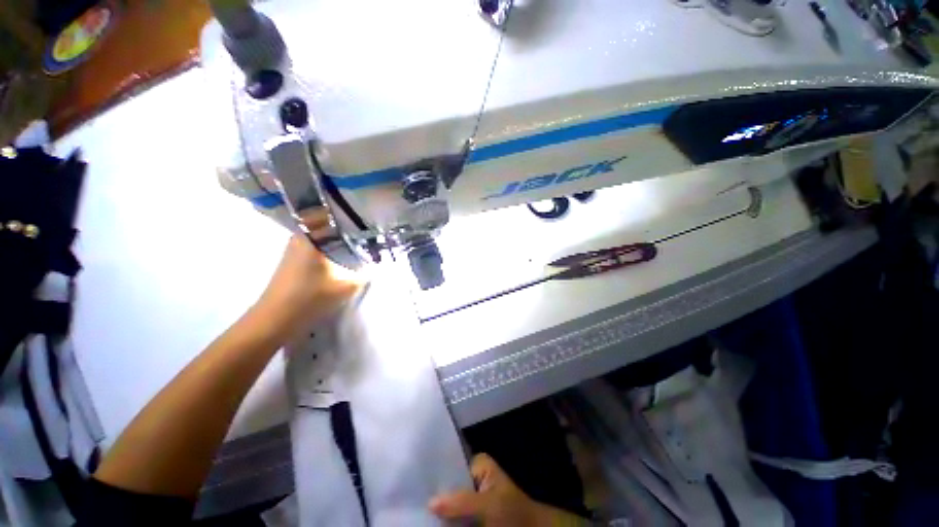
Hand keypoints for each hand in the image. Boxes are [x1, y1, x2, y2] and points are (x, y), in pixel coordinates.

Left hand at [255, 209, 362, 334]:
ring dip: (340, 241)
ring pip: (324, 238)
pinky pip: (318, 247)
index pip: (335, 216)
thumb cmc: (309, 298)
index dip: (354, 218)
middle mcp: (301, 237)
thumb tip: (378, 266)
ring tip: (361, 245)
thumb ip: (364, 275)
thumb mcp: (346, 286)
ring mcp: (295, 249)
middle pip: (330, 226)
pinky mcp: (294, 260)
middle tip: (369, 235)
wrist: (275, 320)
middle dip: (349, 230)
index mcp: (312, 237)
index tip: (371, 221)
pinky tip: (344, 258)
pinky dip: (332, 249)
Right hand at [429, 454, 586, 526]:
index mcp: (478, 464)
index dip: (435, 474)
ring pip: (450, 503)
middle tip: (414, 498)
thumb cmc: (514, 512)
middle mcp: (473, 477)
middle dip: (435, 495)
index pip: (451, 464)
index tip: (416, 480)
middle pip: (449, 485)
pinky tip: (431, 520)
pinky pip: (456, 517)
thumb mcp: (489, 504)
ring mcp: (473, 498)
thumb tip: (430, 502)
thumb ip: (461, 501)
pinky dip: (446, 520)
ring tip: (417, 509)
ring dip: (439, 510)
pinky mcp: (473, 516)